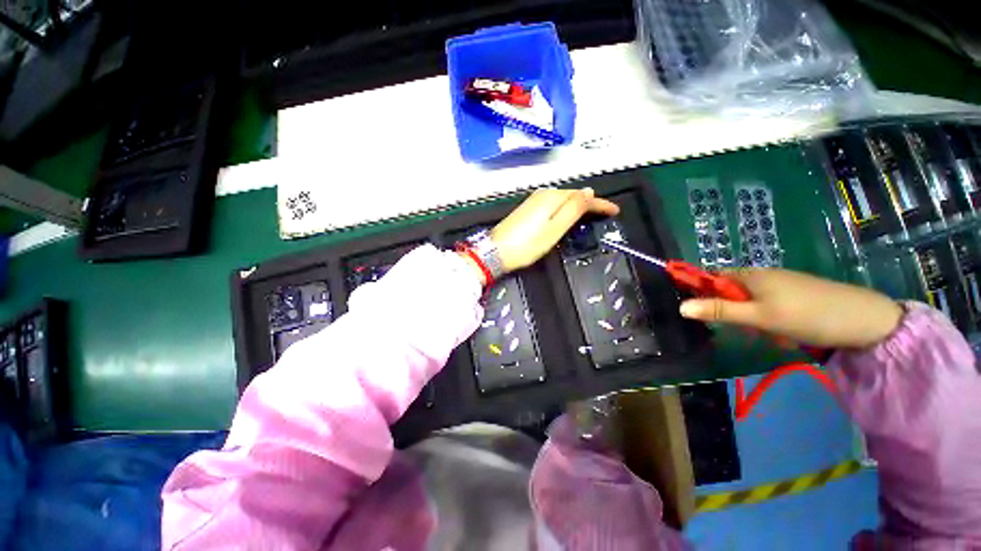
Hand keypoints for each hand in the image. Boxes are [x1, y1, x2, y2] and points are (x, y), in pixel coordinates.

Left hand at [490, 188, 619, 272]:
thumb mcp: (555, 229)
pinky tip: (566, 215)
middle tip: (604, 213)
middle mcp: (543, 195)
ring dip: (577, 205)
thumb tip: (589, 192)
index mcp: (552, 198)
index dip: (601, 204)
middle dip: (590, 203)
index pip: (583, 197)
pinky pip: (552, 204)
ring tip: (590, 214)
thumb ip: (573, 209)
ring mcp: (533, 201)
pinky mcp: (526, 209)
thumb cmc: (527, 245)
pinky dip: (563, 209)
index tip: (615, 210)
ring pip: (562, 199)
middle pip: (573, 195)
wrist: (496, 252)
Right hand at [678, 269, 903, 348]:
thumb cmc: (806, 315)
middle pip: (729, 291)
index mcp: (749, 274)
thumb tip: (680, 307)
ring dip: (751, 318)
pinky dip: (767, 319)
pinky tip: (784, 331)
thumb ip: (718, 311)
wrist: (866, 321)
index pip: (711, 277)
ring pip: (748, 302)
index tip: (700, 312)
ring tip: (769, 333)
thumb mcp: (758, 317)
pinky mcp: (794, 295)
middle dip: (731, 311)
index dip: (700, 291)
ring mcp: (780, 284)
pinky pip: (767, 305)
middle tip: (744, 328)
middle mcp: (761, 275)